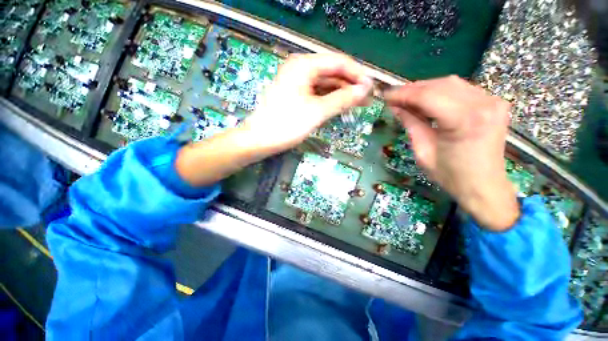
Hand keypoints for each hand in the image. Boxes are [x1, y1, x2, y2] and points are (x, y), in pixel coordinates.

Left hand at [241, 53, 372, 152]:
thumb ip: (342, 98)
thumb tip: (364, 89)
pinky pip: (317, 93)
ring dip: (341, 94)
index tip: (371, 87)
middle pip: (332, 73)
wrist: (260, 140)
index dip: (357, 74)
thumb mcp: (317, 111)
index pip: (338, 62)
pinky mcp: (295, 95)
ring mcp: (297, 82)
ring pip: (325, 84)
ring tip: (357, 105)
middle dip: (350, 85)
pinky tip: (340, 107)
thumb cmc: (286, 125)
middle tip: (367, 99)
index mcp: (304, 65)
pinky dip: (329, 100)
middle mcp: (300, 69)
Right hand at [384, 76, 518, 230]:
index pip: (427, 96)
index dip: (403, 94)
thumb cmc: (450, 175)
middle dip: (412, 89)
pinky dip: (441, 92)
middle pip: (439, 85)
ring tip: (408, 99)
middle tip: (394, 98)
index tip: (386, 95)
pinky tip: (428, 101)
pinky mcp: (494, 103)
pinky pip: (462, 89)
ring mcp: (492, 101)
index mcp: (464, 120)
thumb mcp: (423, 151)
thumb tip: (396, 107)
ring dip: (426, 89)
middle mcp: (483, 104)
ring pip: (451, 83)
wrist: (484, 187)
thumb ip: (411, 124)